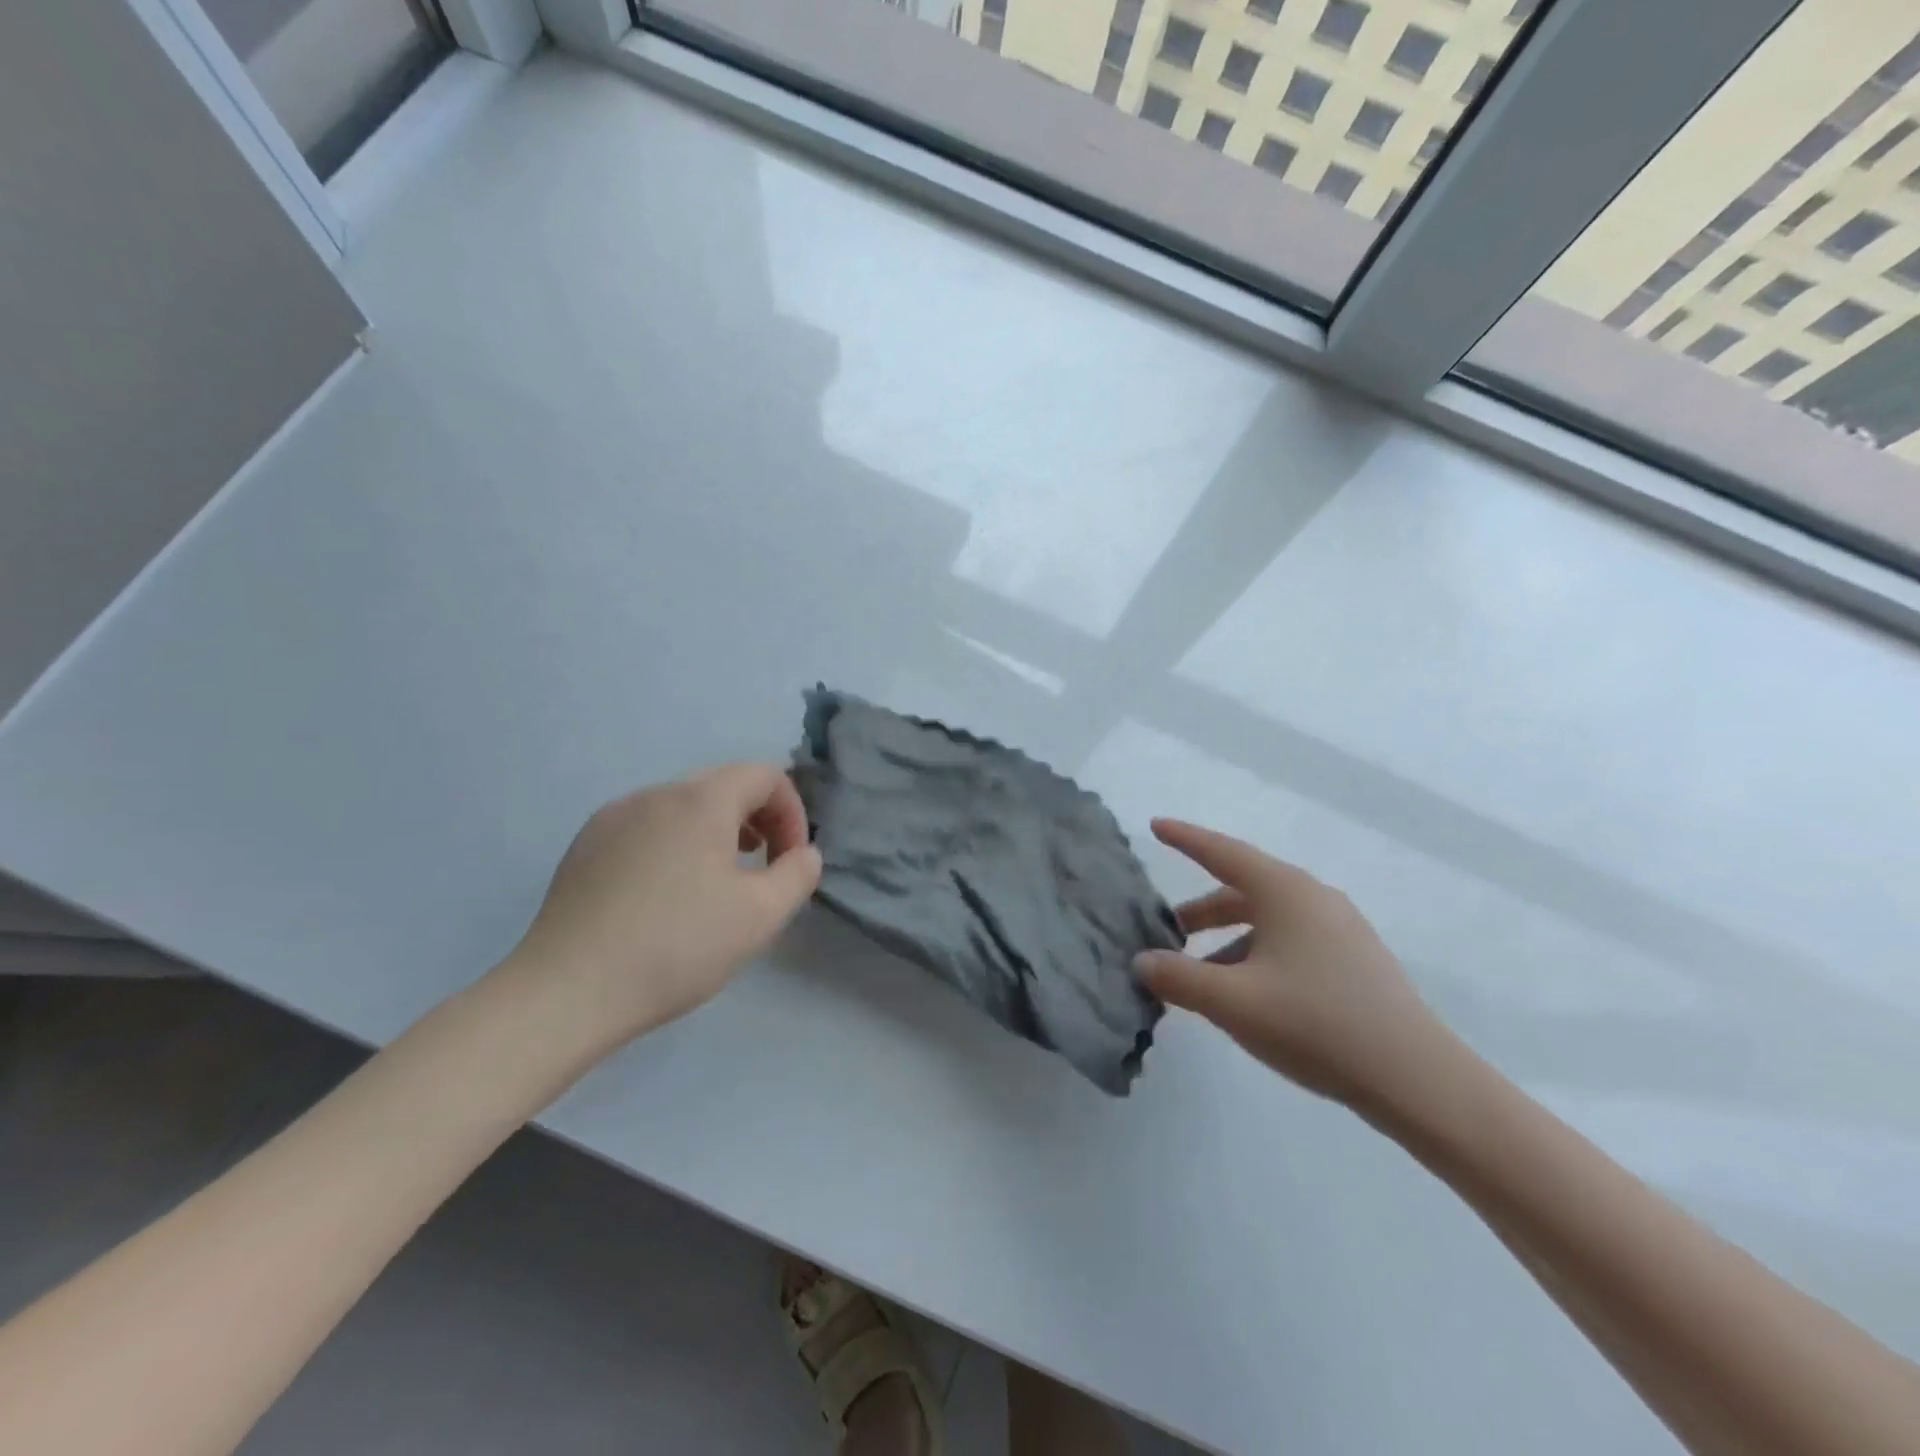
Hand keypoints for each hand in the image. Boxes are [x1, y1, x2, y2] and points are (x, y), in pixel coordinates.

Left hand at [504, 763, 821, 1053]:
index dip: (792, 812)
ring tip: (718, 880)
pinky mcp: (586, 845)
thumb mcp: (761, 916)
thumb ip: (798, 874)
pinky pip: (647, 826)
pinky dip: (675, 843)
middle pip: (724, 784)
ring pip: (683, 806)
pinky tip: (665, 895)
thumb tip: (803, 853)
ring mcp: (614, 817)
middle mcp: (656, 794)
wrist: (566, 992)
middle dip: (757, 818)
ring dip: (716, 830)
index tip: (789, 861)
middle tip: (763, 866)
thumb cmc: (677, 947)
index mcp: (701, 801)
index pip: (765, 775)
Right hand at [1133, 819, 1453, 1112]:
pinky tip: (1246, 995)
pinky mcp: (1354, 961)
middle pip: (1242, 890)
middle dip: (1200, 910)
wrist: (1418, 1080)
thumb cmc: (1316, 1024)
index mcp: (1284, 891)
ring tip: (1200, 975)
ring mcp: (1339, 929)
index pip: (1221, 852)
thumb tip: (1142, 961)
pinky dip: (1255, 955)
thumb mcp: (1233, 1001)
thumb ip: (1179, 978)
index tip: (1155, 826)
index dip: (1184, 839)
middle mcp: (1313, 898)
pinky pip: (1289, 942)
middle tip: (1166, 931)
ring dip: (1226, 939)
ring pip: (1266, 920)